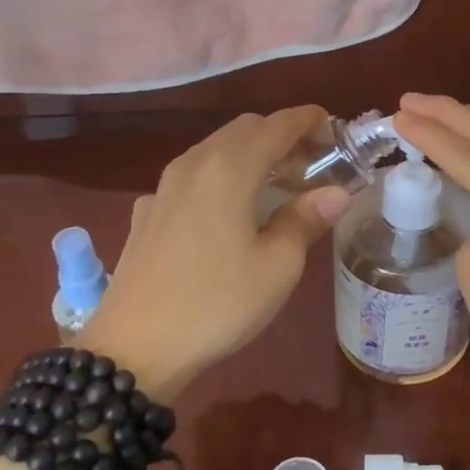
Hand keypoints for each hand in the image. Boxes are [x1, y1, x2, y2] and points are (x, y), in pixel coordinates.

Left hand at [82, 108, 349, 396]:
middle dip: (281, 136)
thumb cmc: (217, 303)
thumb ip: (306, 219)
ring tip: (276, 186)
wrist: (134, 349)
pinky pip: (191, 177)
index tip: (334, 129)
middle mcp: (194, 163)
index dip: (308, 120)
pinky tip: (226, 212)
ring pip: (215, 149)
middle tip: (311, 164)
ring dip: (250, 154)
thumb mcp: (277, 266)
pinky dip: (220, 177)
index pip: (276, 124)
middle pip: (244, 129)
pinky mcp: (146, 212)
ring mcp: (164, 186)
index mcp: (230, 168)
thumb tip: (336, 192)